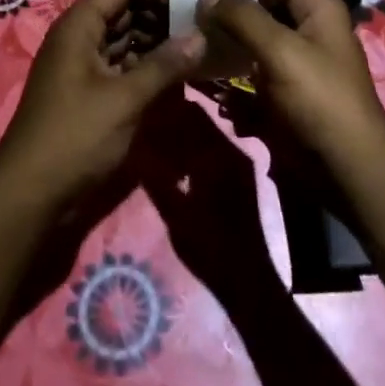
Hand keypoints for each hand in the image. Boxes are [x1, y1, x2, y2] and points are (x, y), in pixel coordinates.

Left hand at [0, 0, 205, 208]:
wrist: (30, 195)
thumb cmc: (75, 138)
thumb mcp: (124, 99)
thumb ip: (164, 65)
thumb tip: (201, 37)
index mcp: (80, 25)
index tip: (189, 6)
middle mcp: (81, 36)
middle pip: (125, 5)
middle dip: (162, 14)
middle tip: (201, 31)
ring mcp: (85, 64)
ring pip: (127, 36)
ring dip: (159, 41)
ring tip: (196, 53)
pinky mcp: (92, 91)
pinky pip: (124, 64)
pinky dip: (149, 66)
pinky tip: (177, 78)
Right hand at [136, 93, 282, 309]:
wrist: (249, 280)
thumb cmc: (209, 249)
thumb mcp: (175, 215)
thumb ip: (156, 177)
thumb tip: (135, 146)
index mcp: (216, 153)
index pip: (188, 113)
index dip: (164, 108)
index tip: (142, 105)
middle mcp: (231, 148)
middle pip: (198, 118)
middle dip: (172, 116)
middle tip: (145, 118)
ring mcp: (239, 160)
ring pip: (206, 131)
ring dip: (183, 130)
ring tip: (156, 136)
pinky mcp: (241, 174)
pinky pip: (215, 146)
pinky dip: (195, 146)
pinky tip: (177, 158)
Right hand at [196, 0, 384, 162]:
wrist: (346, 166)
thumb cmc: (319, 99)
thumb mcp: (281, 51)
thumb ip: (243, 17)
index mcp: (314, 4)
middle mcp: (305, 22)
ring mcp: (293, 54)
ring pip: (252, 30)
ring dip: (223, 30)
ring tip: (184, 27)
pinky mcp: (282, 82)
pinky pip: (250, 60)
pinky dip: (229, 59)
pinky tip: (201, 61)